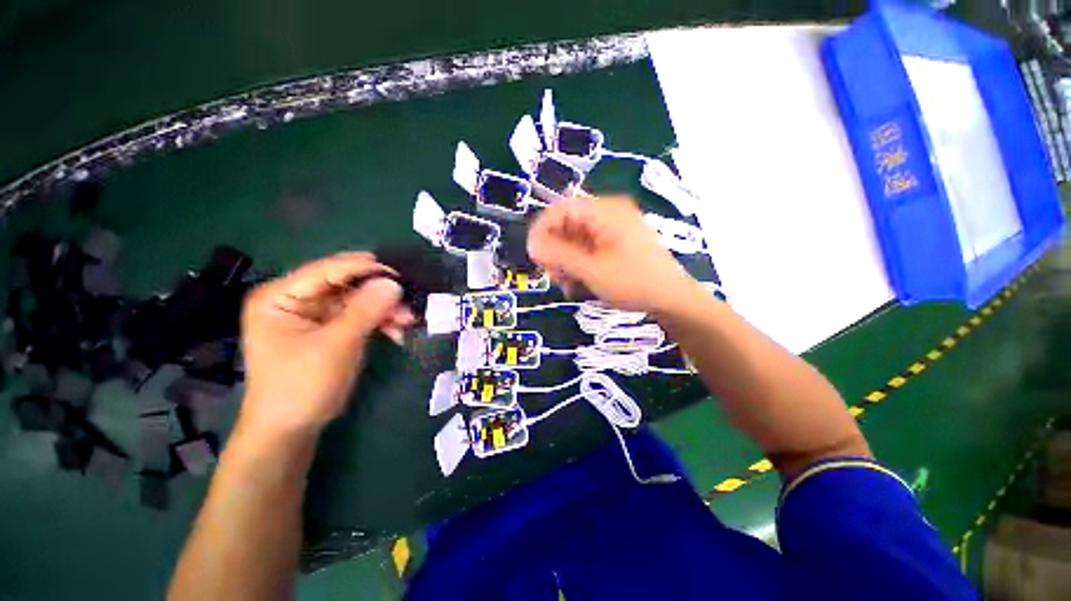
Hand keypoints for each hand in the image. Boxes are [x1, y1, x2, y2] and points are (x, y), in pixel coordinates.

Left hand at [237, 252, 414, 439]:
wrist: (291, 428)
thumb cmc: (303, 384)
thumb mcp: (337, 344)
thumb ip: (366, 310)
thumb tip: (394, 283)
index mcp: (280, 297)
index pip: (326, 270)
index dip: (363, 269)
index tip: (397, 274)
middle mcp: (295, 300)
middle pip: (345, 285)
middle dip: (378, 294)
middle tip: (407, 301)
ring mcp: (312, 315)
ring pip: (356, 301)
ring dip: (383, 310)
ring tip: (407, 321)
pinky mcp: (327, 329)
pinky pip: (358, 316)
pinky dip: (378, 322)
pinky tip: (396, 332)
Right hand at [527, 196, 695, 312]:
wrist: (673, 300)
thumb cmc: (633, 282)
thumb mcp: (592, 269)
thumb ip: (558, 254)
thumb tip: (531, 244)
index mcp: (605, 211)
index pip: (562, 207)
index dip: (542, 228)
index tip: (533, 253)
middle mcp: (609, 214)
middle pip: (568, 224)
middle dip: (555, 250)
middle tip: (551, 274)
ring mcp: (613, 230)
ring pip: (576, 239)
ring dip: (565, 261)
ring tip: (565, 283)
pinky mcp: (616, 244)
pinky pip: (588, 249)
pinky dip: (578, 264)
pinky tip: (577, 283)